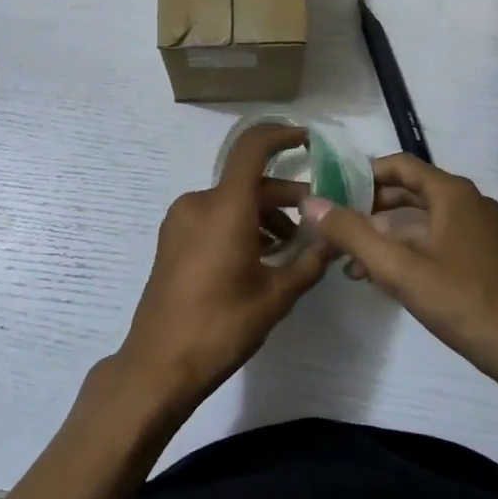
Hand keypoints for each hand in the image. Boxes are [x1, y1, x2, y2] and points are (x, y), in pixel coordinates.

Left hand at [117, 123, 334, 406]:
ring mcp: (180, 220)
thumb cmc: (221, 327)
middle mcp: (199, 203)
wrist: (159, 363)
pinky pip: (213, 216)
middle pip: (248, 182)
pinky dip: (240, 225)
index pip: (252, 148)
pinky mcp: (172, 238)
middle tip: (317, 222)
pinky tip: (260, 257)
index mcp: (224, 208)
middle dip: (285, 197)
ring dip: (264, 214)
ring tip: (291, 248)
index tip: (308, 141)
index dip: (280, 135)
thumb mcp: (276, 296)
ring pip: (232, 201)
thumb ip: (310, 261)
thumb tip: (338, 240)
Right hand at [303, 154, 497, 389]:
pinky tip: (382, 276)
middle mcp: (469, 203)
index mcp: (453, 194)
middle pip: (409, 190)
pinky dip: (407, 248)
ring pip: (421, 218)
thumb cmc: (461, 302)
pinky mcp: (484, 256)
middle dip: (369, 206)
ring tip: (349, 257)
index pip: (399, 164)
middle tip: (334, 224)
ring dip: (385, 232)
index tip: (331, 190)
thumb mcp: (397, 268)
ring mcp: (480, 230)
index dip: (362, 173)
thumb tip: (309, 203)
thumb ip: (351, 233)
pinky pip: (437, 238)